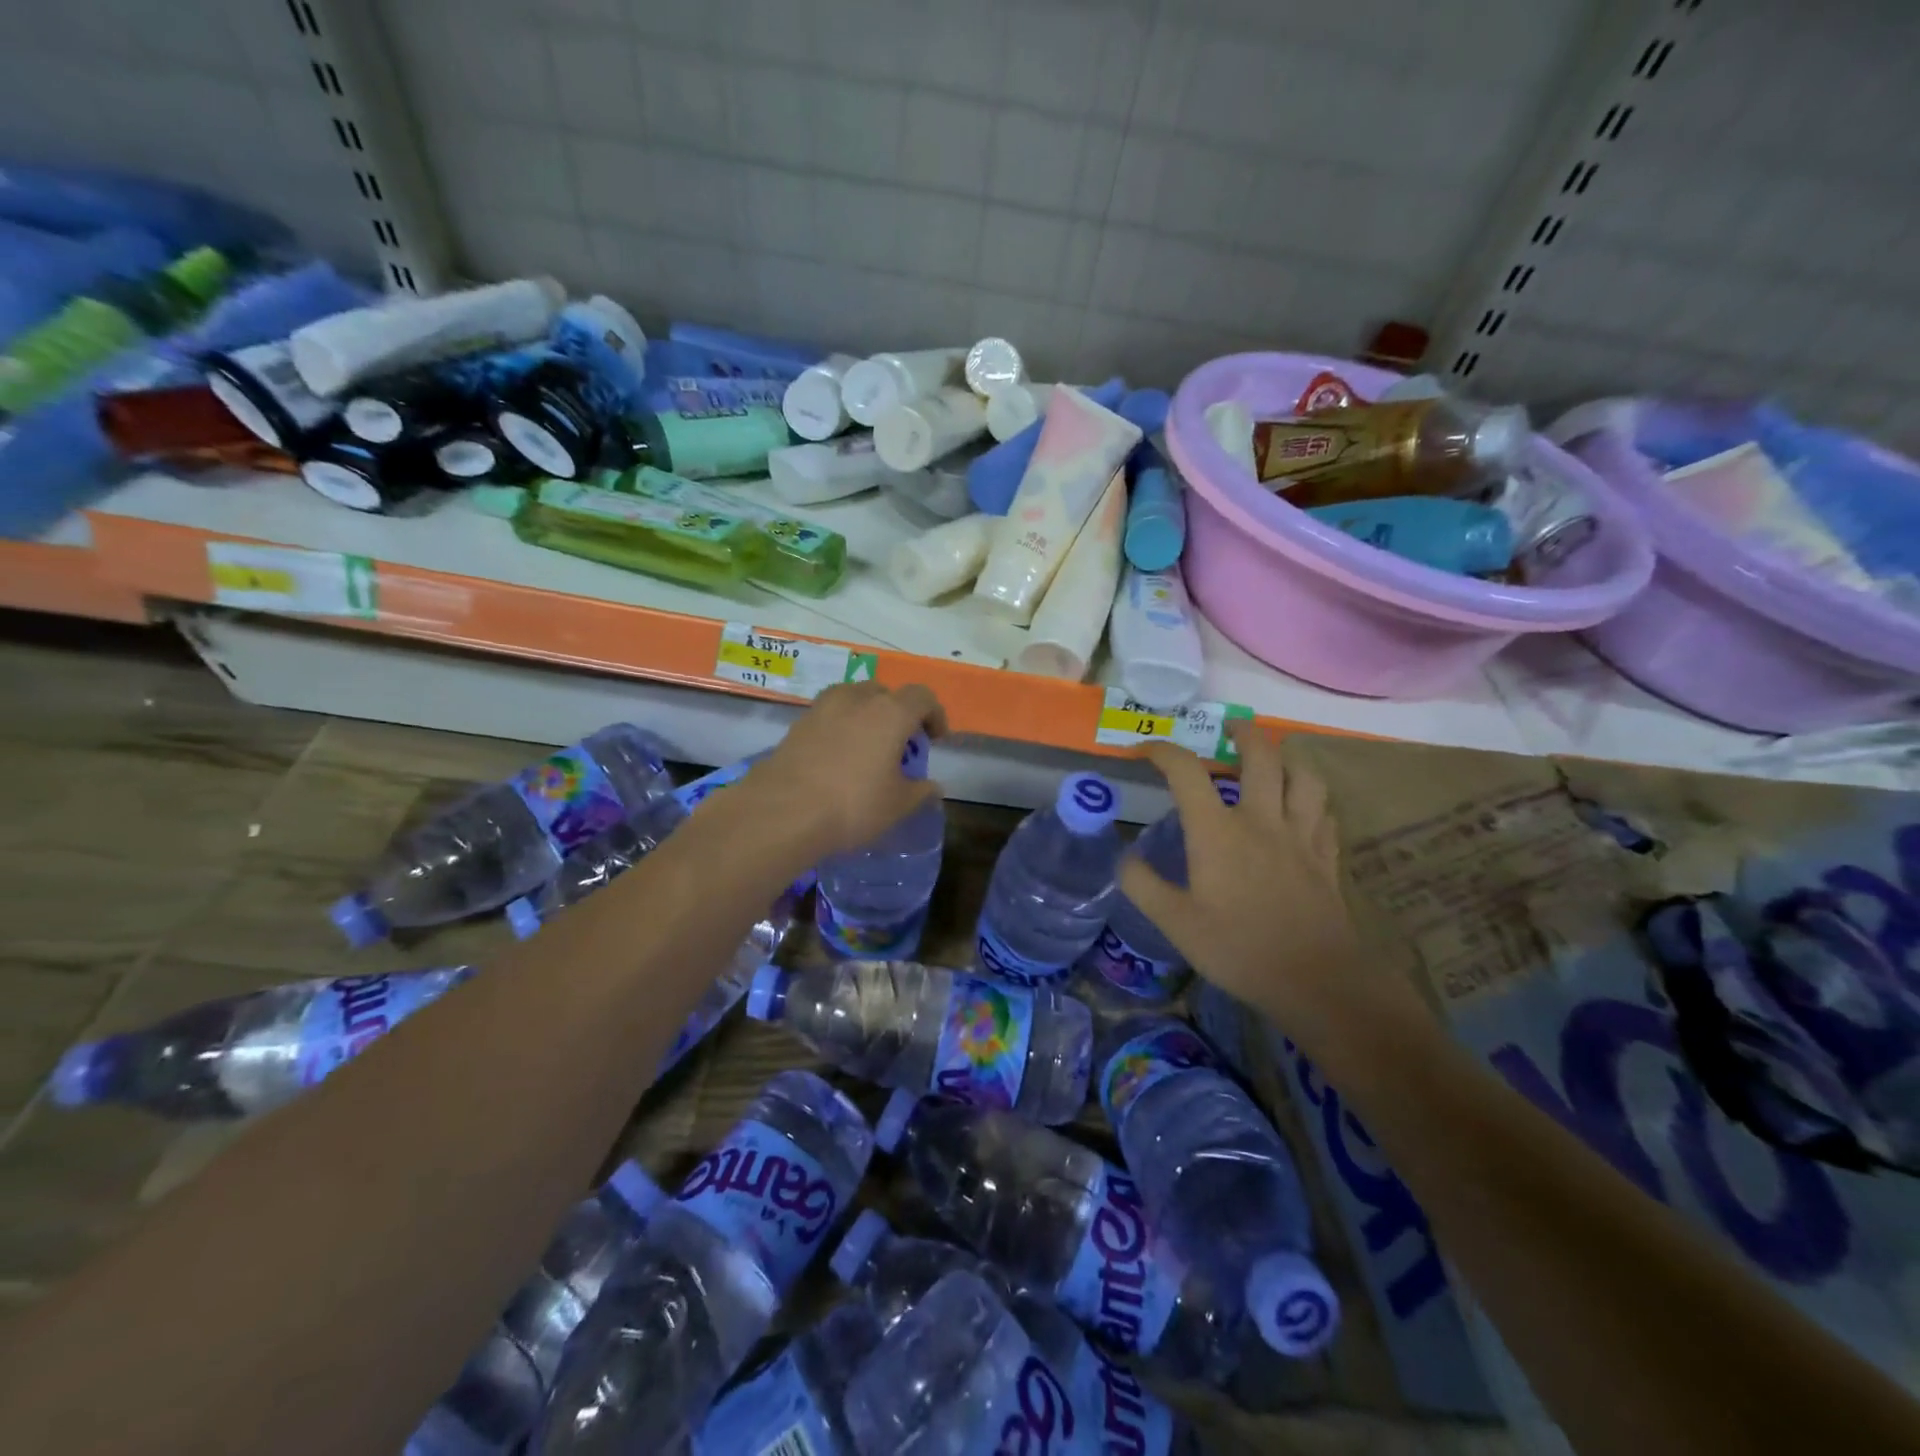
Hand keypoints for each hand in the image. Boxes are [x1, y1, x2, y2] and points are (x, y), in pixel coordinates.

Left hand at [746, 681, 946, 860]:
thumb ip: (920, 791)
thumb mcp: (898, 805)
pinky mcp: (798, 723)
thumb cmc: (853, 804)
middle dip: (898, 713)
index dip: (934, 714)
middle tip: (900, 744)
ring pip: (854, 699)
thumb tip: (932, 786)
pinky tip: (838, 757)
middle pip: (885, 693)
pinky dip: (841, 727)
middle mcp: (858, 699)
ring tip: (867, 747)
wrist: (783, 810)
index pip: (922, 697)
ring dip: (866, 716)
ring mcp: (823, 707)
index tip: (935, 739)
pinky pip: (829, 715)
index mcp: (891, 712)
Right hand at [1123, 722, 1422, 1049]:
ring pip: (1304, 777)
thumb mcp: (1175, 923)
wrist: (1316, 980)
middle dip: (1244, 734)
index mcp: (1217, 831)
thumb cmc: (1238, 948)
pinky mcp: (1326, 857)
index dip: (1162, 752)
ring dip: (1288, 759)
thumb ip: (1143, 886)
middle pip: (1261, 757)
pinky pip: (1324, 812)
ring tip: (1276, 759)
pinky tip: (1304, 808)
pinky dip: (1312, 800)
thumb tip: (1124, 858)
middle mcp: (1261, 820)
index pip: (1187, 772)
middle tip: (1231, 728)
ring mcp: (1300, 836)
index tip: (1144, 750)